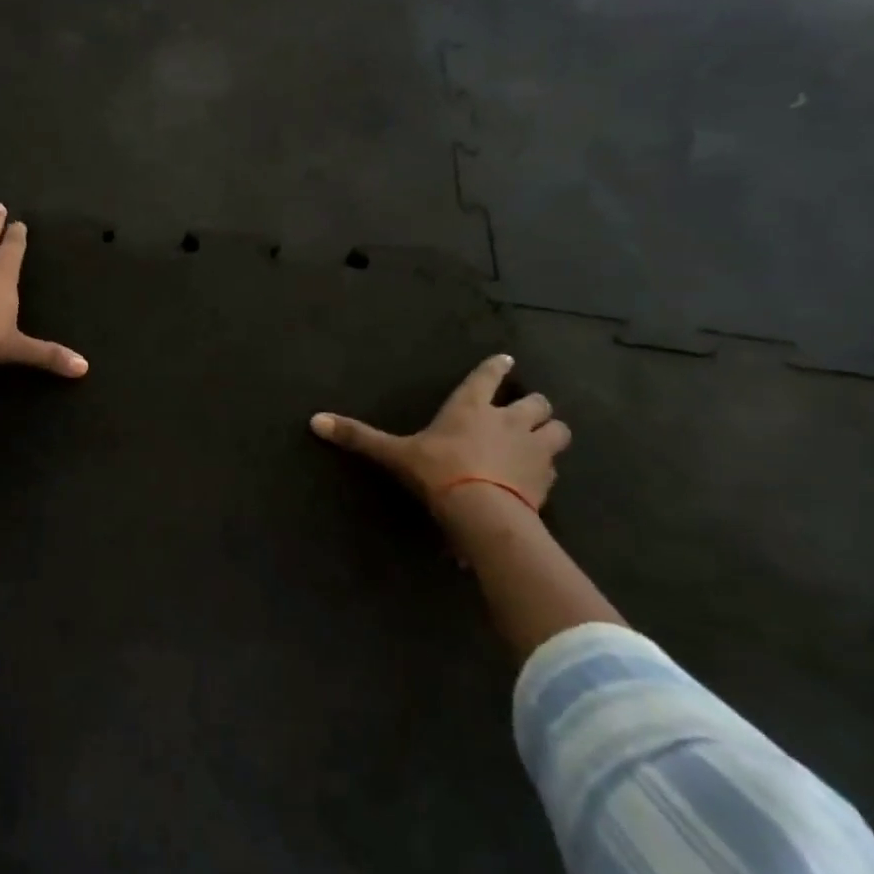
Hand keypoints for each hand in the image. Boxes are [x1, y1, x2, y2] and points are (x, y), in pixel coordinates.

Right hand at [309, 354, 570, 520]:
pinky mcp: (547, 479)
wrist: (483, 512)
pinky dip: (548, 468)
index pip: (488, 376)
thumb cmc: (438, 473)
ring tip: (540, 441)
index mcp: (471, 407)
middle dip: (533, 405)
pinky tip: (536, 478)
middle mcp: (508, 420)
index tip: (506, 361)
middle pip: (537, 401)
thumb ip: (359, 437)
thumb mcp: (394, 455)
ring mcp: (534, 449)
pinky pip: (555, 467)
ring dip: (550, 433)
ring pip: (558, 430)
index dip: (496, 367)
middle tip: (524, 412)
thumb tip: (314, 420)